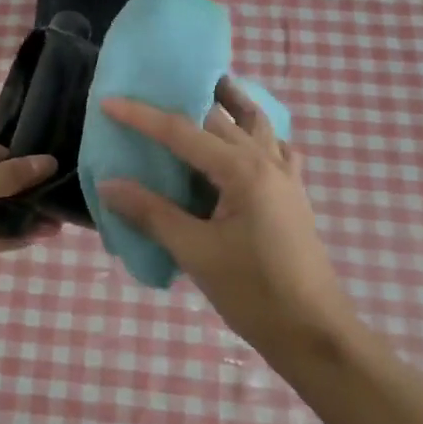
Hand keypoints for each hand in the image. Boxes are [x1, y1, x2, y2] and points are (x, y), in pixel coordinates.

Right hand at [97, 80, 349, 356]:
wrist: (313, 332)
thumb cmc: (253, 292)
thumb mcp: (195, 252)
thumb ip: (152, 213)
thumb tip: (109, 184)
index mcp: (241, 170)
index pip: (182, 132)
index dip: (143, 116)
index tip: (109, 102)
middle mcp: (266, 161)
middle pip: (221, 117)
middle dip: (186, 101)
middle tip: (153, 92)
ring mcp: (285, 176)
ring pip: (257, 124)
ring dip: (232, 105)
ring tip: (208, 92)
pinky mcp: (293, 195)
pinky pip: (276, 149)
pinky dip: (258, 135)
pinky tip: (245, 145)